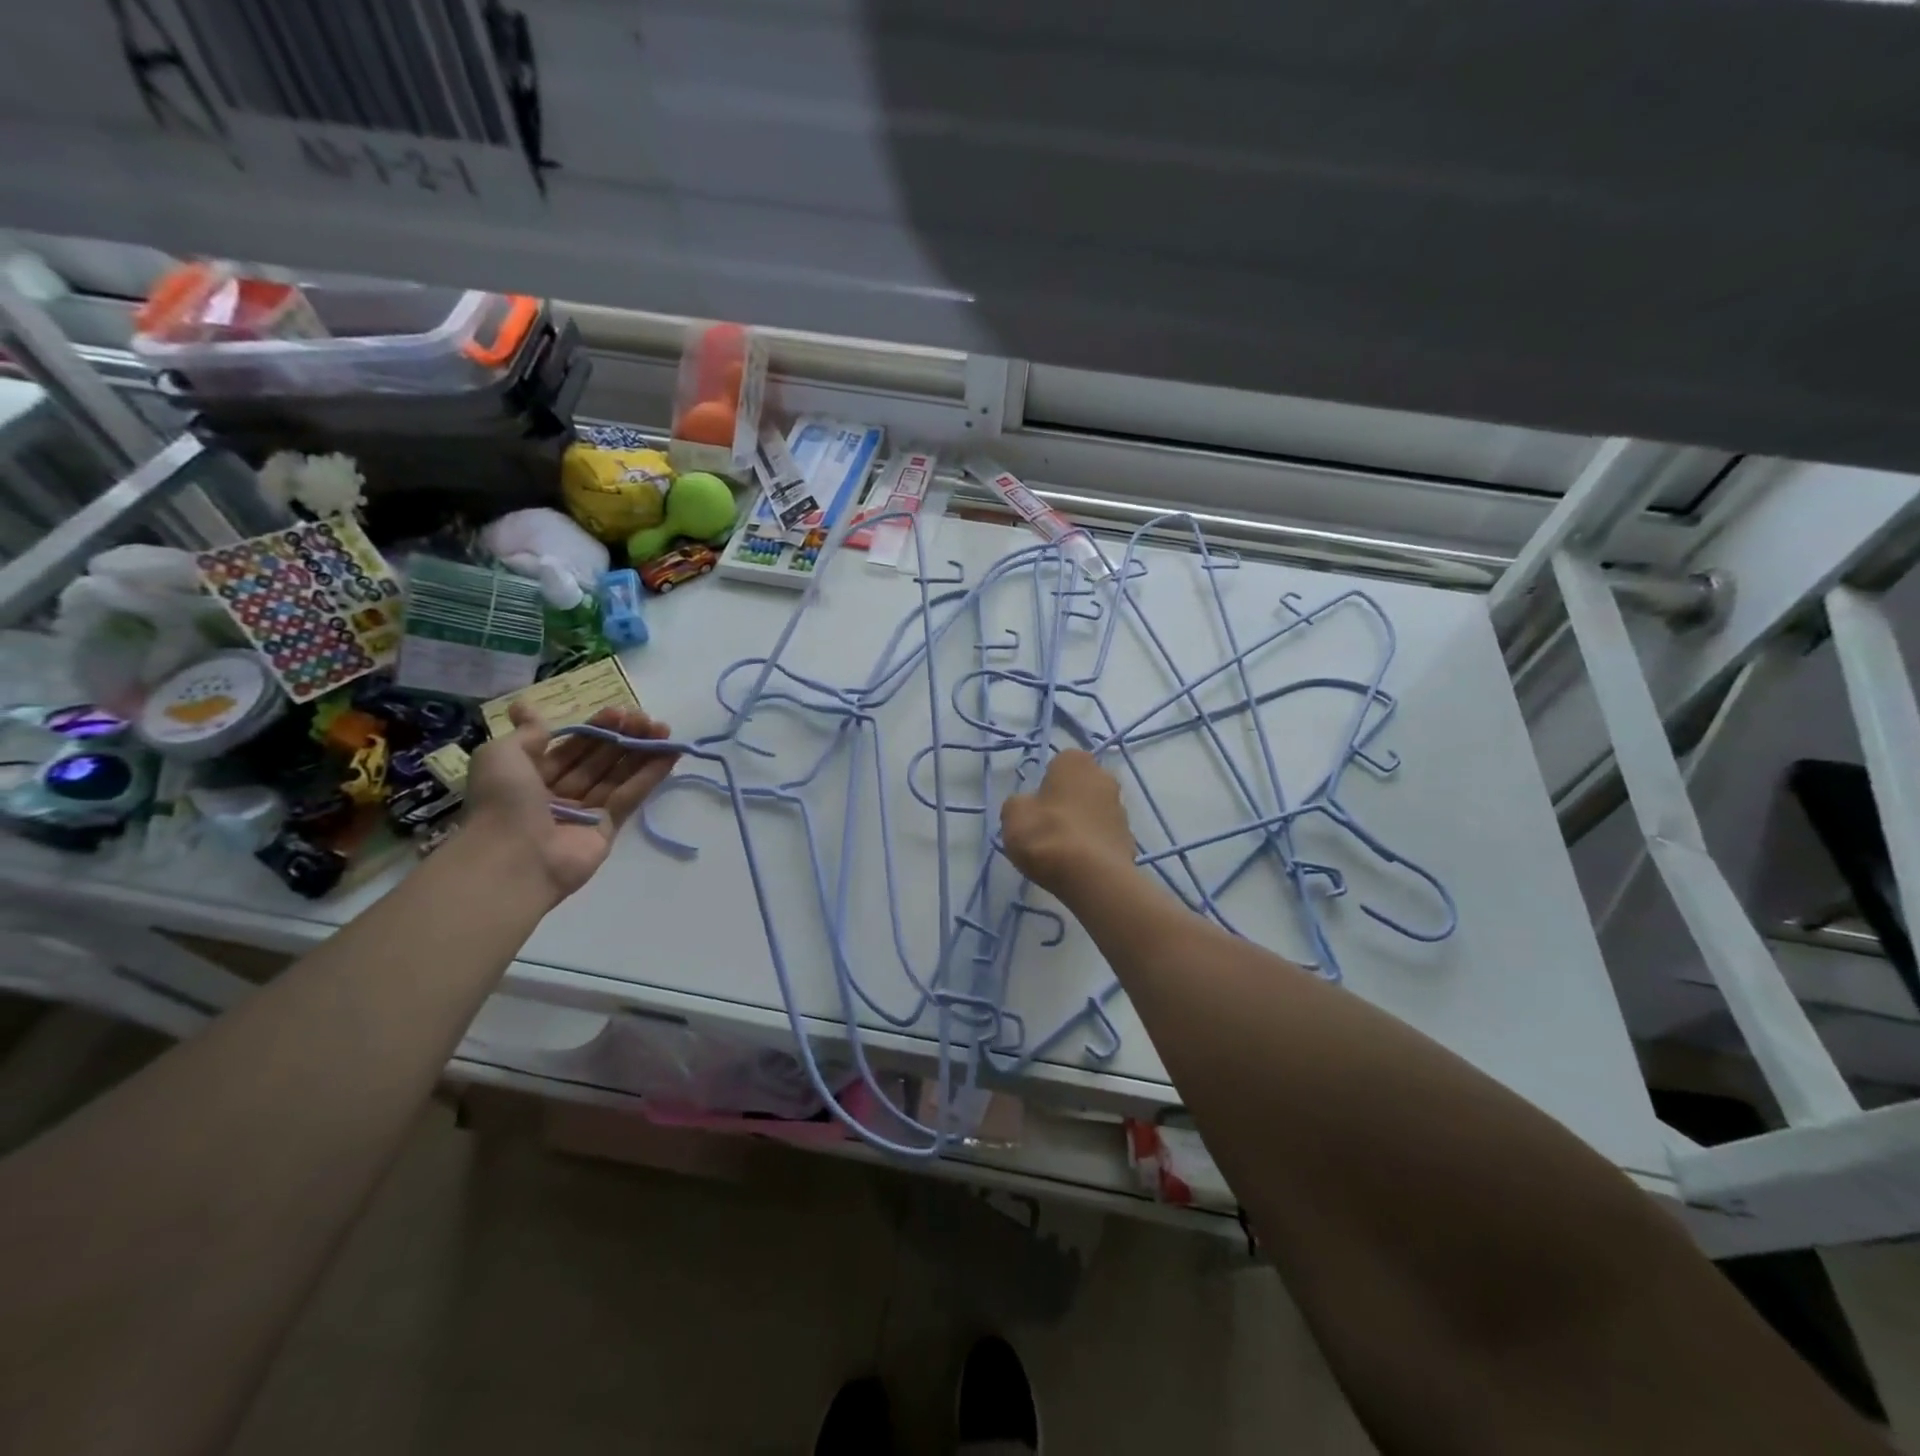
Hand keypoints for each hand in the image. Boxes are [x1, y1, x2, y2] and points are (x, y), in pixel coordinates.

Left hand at [464, 702, 679, 901]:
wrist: (512, 859)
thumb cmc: (502, 801)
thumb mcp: (500, 755)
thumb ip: (525, 733)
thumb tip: (527, 711)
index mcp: (529, 775)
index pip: (571, 746)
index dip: (595, 727)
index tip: (619, 711)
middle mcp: (558, 792)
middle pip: (598, 758)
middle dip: (622, 736)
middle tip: (646, 719)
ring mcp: (585, 811)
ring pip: (618, 775)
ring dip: (642, 751)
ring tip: (665, 730)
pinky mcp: (607, 828)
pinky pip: (630, 796)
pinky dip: (651, 775)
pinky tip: (671, 754)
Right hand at [999, 749, 1137, 898]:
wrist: (1092, 876)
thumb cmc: (1048, 834)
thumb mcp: (1013, 814)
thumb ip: (1019, 803)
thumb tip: (1029, 806)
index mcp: (1076, 762)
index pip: (1059, 763)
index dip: (1046, 784)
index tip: (1036, 806)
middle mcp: (1104, 777)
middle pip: (1080, 787)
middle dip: (1067, 802)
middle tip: (1047, 827)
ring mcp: (1121, 809)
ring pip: (1094, 812)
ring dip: (1082, 824)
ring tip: (1062, 851)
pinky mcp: (1129, 839)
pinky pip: (1104, 837)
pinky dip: (1093, 846)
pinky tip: (1079, 864)